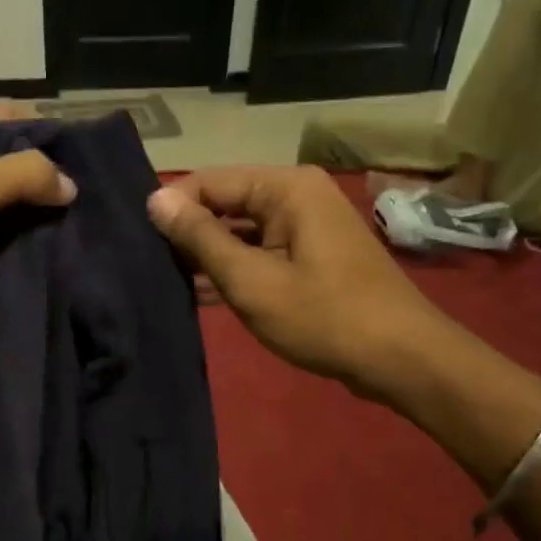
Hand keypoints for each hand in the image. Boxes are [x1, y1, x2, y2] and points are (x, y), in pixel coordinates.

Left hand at [0, 109, 74, 348]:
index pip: (6, 118)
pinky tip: (29, 253)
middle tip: (83, 203)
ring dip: (23, 210)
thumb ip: (18, 177)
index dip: (45, 133)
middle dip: (40, 176)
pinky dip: (3, 237)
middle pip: (1, 159)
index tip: (85, 162)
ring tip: (67, 230)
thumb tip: (70, 183)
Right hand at [147, 166, 442, 392]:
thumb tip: (155, 199)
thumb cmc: (324, 316)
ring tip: (162, 279)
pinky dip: (235, 268)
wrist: (402, 359)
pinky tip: (199, 293)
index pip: (209, 181)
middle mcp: (297, 195)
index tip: (137, 241)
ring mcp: (307, 225)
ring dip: (209, 255)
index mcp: (285, 187)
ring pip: (241, 230)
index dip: (172, 208)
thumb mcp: (251, 279)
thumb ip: (201, 237)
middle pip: (226, 203)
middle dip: (189, 233)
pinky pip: (261, 250)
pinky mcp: (311, 254)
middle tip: (145, 263)